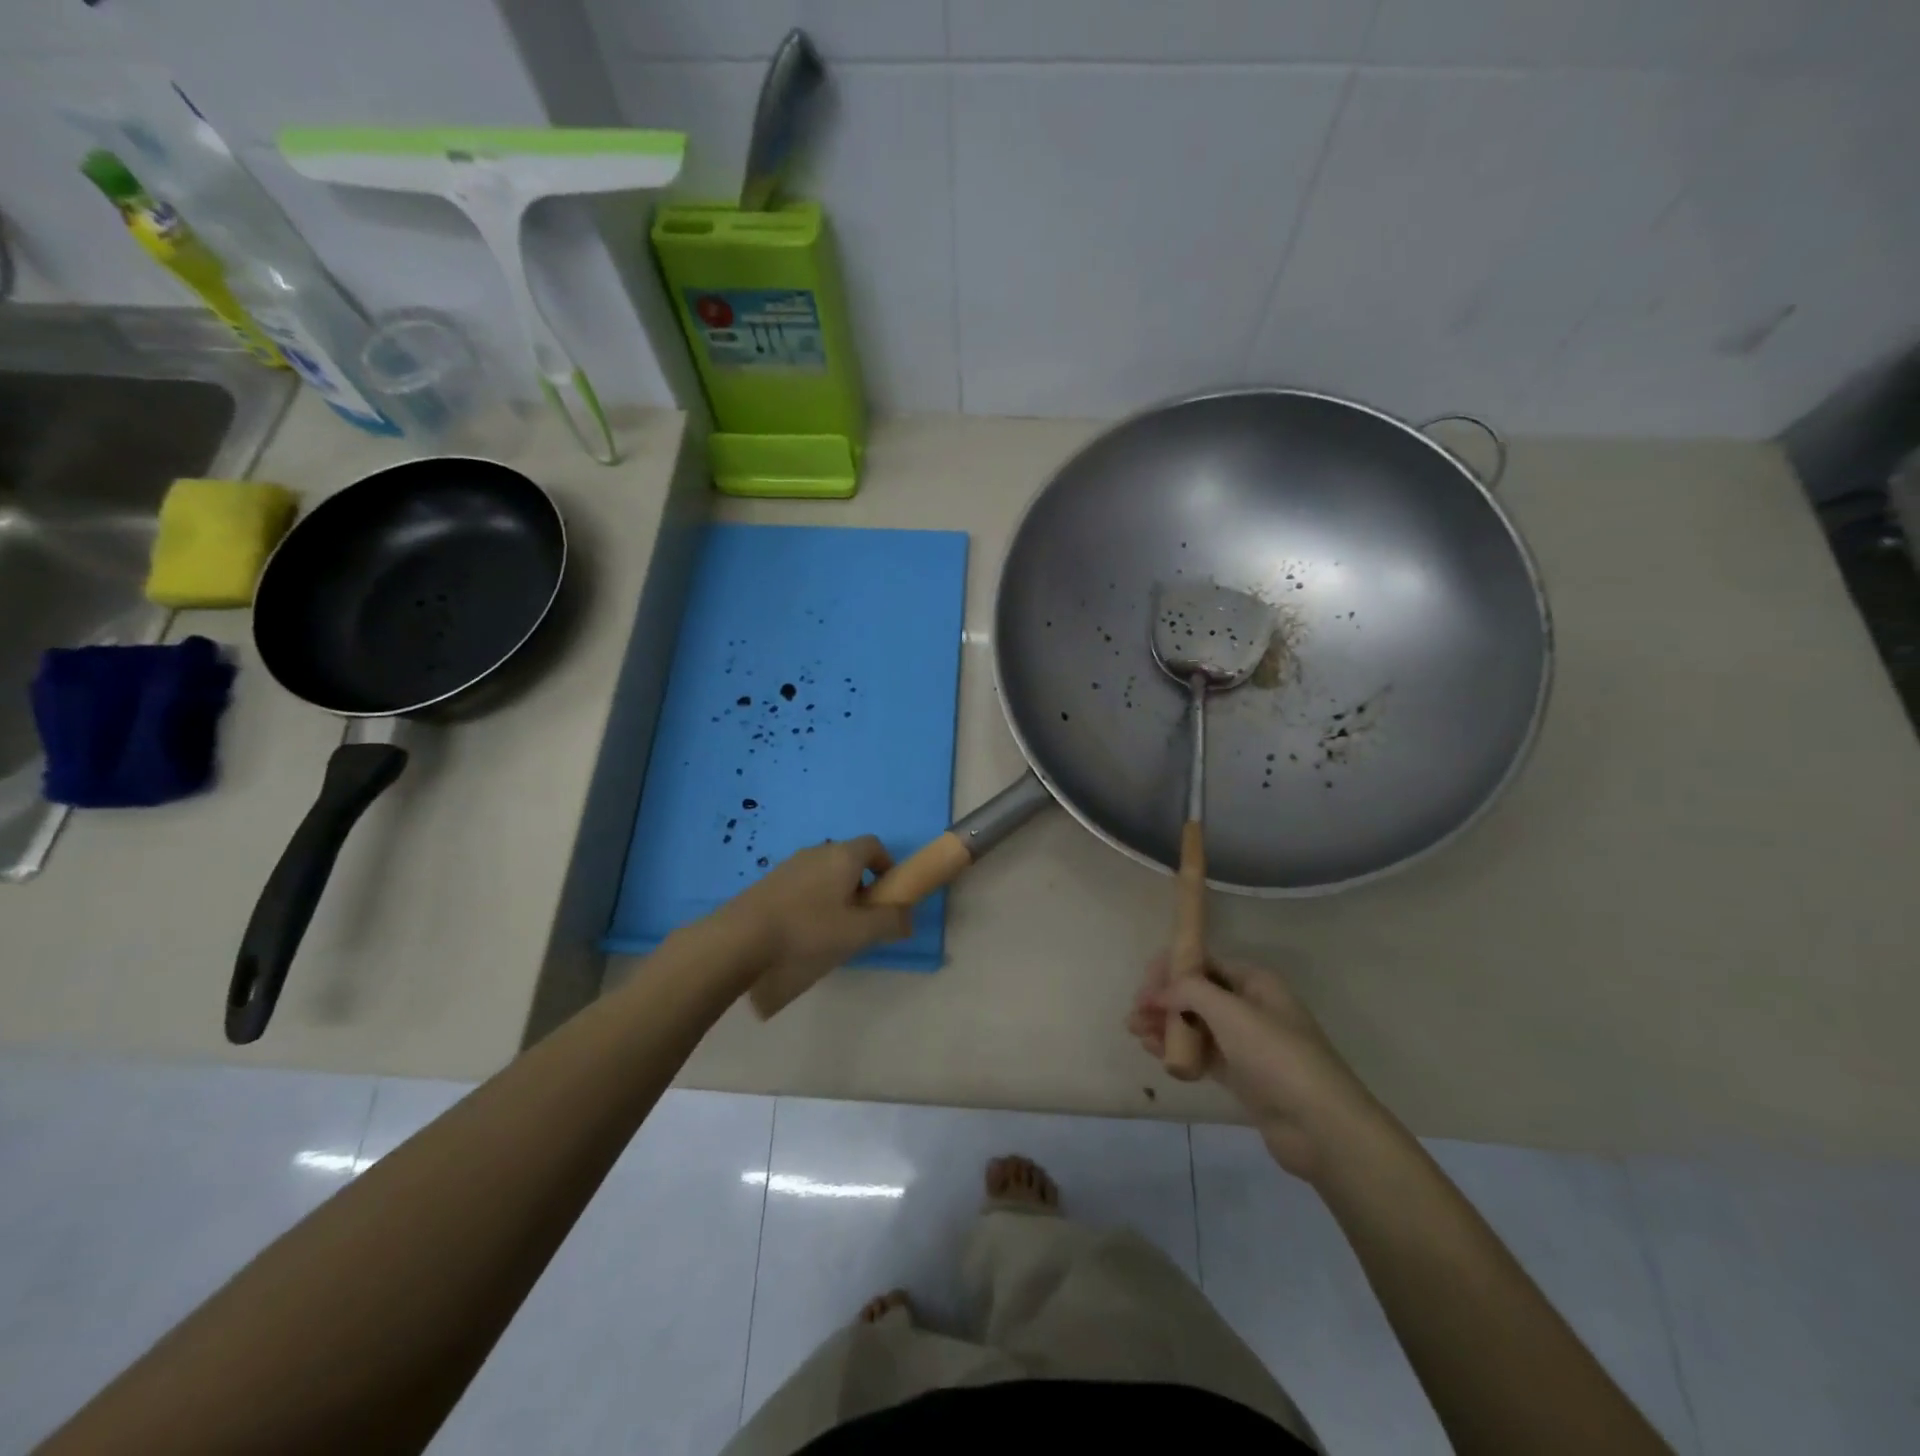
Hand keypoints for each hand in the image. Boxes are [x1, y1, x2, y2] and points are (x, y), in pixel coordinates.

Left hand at [717, 837, 912, 992]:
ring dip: (836, 893)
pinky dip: (813, 899)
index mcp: (843, 856)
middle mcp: (818, 851)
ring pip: (825, 872)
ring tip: (831, 929)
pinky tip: (803, 930)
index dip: (887, 866)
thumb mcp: (858, 932)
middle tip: (861, 918)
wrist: (741, 937)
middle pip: (849, 859)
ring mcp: (790, 864)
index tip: (887, 894)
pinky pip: (803, 883)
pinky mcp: (770, 881)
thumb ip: (889, 922)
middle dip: (861, 884)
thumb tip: (907, 918)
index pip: (874, 845)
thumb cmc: (808, 930)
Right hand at [1128, 955, 1383, 1181]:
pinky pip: (1203, 1054)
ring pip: (1196, 1025)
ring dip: (1166, 1026)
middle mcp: (1251, 1006)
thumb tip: (1158, 993)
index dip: (1172, 970)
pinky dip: (1180, 1050)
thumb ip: (1189, 991)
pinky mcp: (1243, 1076)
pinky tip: (1155, 1054)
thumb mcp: (1230, 1011)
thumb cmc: (1276, 1056)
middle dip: (1164, 1000)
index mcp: (1255, 982)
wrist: (1321, 1126)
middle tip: (1134, 1015)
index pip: (1204, 963)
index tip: (1144, 986)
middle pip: (1197, 994)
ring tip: (1135, 1033)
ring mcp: (1247, 1043)